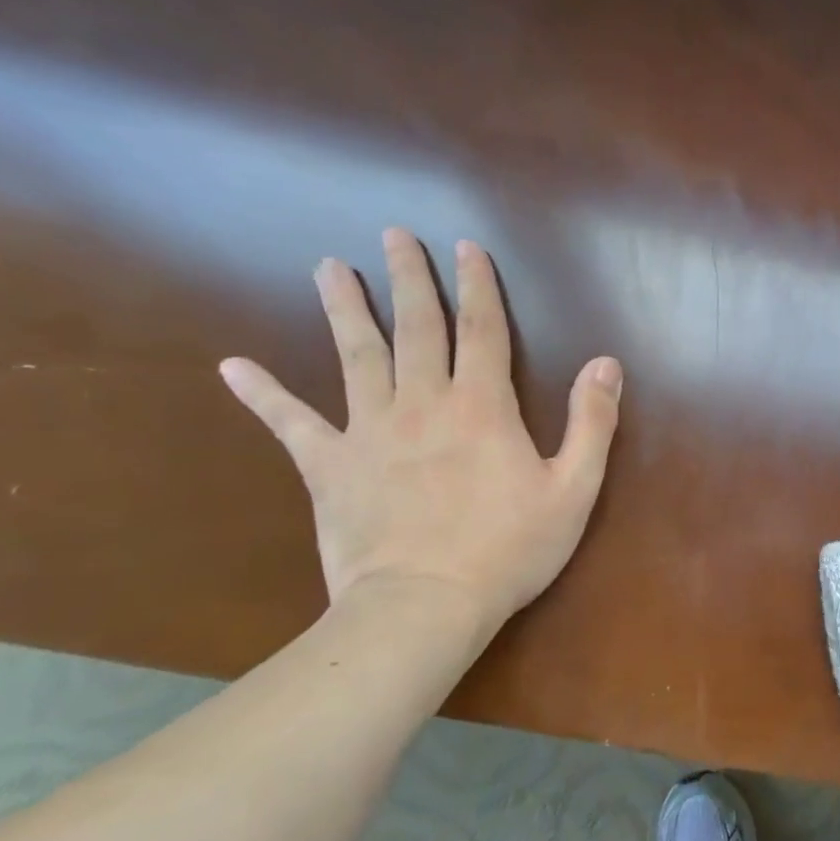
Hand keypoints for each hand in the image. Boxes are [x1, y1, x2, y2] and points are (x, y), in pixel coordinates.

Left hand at [218, 228, 621, 634]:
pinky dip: (263, 394)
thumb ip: (591, 421)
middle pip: (416, 328)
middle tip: (394, 235)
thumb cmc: (510, 548)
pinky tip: (233, 367)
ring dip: (344, 309)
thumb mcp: (575, 487)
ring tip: (329, 268)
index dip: (478, 285)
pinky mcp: (328, 467)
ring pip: (355, 357)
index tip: (466, 247)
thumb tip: (606, 363)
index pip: (483, 330)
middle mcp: (423, 404)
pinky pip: (291, 424)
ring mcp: (368, 432)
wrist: (426, 606)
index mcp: (483, 407)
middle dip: (409, 278)